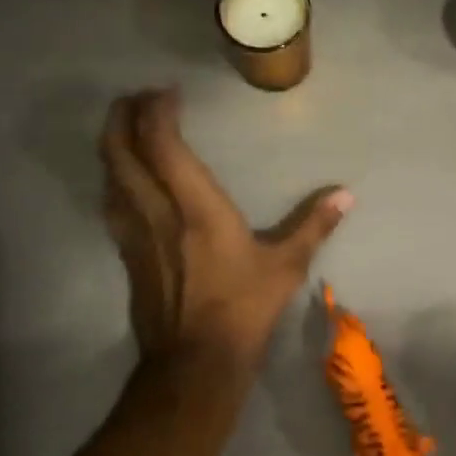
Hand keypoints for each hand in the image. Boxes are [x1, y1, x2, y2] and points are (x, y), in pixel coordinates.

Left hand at [100, 89, 351, 366]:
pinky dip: (114, 179)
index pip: (162, 144)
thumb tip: (346, 194)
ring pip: (109, 176)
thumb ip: (314, 225)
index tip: (168, 93)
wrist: (194, 362)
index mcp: (195, 208)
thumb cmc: (243, 308)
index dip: (157, 111)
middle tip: (136, 99)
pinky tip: (124, 181)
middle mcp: (155, 212)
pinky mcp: (126, 256)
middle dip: (121, 116)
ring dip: (113, 145)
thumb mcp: (286, 266)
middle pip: (120, 151)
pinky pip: (111, 204)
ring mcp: (134, 235)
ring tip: (127, 130)